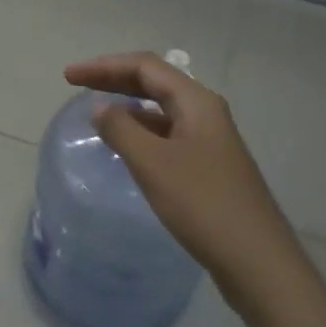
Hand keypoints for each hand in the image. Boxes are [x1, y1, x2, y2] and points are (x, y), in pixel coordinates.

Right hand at [63, 52, 306, 308]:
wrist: (256, 260)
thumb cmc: (202, 204)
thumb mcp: (153, 163)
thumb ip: (121, 129)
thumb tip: (101, 108)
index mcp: (196, 102)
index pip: (145, 67)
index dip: (104, 66)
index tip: (69, 76)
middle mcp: (205, 114)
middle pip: (154, 83)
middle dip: (114, 80)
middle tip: (75, 85)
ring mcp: (209, 141)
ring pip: (161, 110)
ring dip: (127, 105)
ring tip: (96, 114)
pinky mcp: (208, 167)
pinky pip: (167, 135)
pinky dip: (141, 132)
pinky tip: (125, 147)